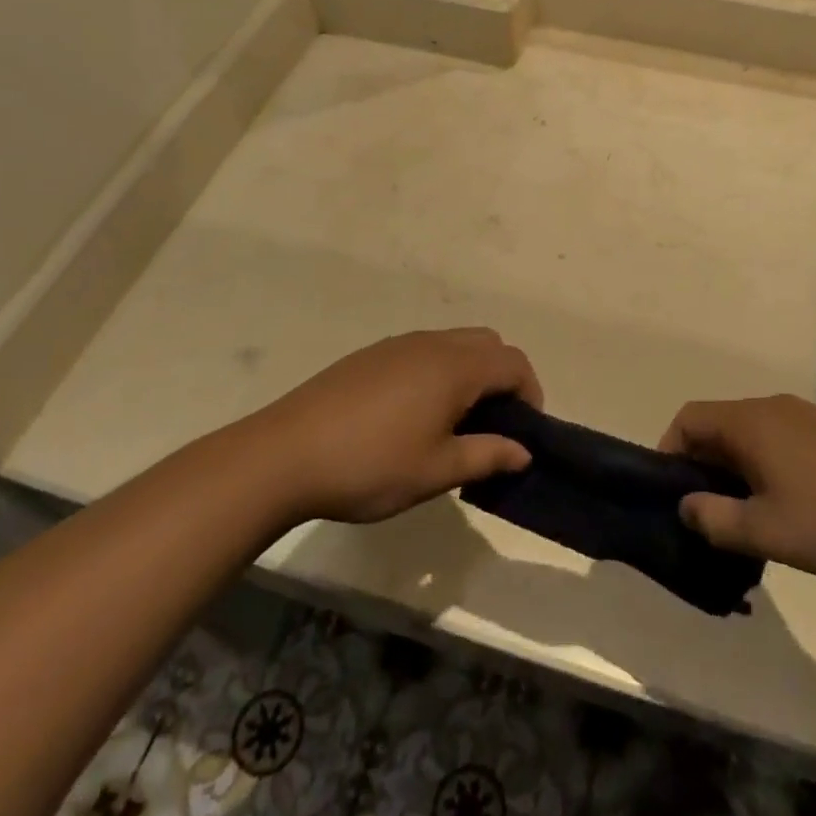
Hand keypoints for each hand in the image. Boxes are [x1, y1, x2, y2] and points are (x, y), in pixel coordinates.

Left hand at [245, 329, 538, 525]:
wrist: (284, 454)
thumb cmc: (371, 465)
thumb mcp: (436, 471)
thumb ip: (487, 456)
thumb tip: (523, 451)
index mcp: (454, 366)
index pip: (513, 363)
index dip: (530, 394)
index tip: (524, 433)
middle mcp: (430, 344)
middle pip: (487, 344)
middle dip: (502, 378)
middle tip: (493, 425)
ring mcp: (397, 345)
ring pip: (453, 344)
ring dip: (469, 374)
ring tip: (454, 423)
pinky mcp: (370, 356)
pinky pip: (422, 351)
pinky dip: (438, 372)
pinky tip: (413, 415)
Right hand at [658, 395, 815, 581]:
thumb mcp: (767, 532)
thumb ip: (715, 519)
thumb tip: (686, 505)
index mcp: (749, 422)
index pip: (688, 419)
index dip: (669, 451)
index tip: (673, 495)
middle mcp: (773, 408)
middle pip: (719, 426)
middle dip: (705, 468)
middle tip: (709, 515)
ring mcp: (808, 417)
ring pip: (752, 436)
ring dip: (738, 471)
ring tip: (750, 519)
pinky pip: (782, 442)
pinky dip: (769, 468)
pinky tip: (792, 510)